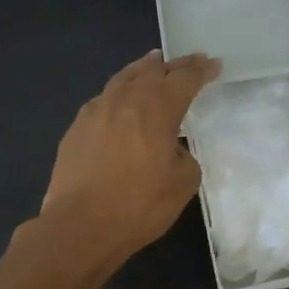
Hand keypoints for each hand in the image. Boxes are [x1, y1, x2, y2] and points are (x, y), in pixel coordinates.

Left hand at [40, 50, 219, 261]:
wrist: (80, 226)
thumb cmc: (139, 205)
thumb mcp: (182, 184)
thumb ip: (184, 157)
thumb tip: (171, 150)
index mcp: (157, 108)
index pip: (184, 79)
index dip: (201, 70)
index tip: (213, 65)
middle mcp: (125, 100)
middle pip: (152, 71)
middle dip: (173, 65)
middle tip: (187, 62)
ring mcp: (95, 111)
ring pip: (123, 79)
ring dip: (141, 70)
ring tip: (151, 65)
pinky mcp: (75, 129)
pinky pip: (103, 100)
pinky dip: (119, 94)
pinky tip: (120, 103)